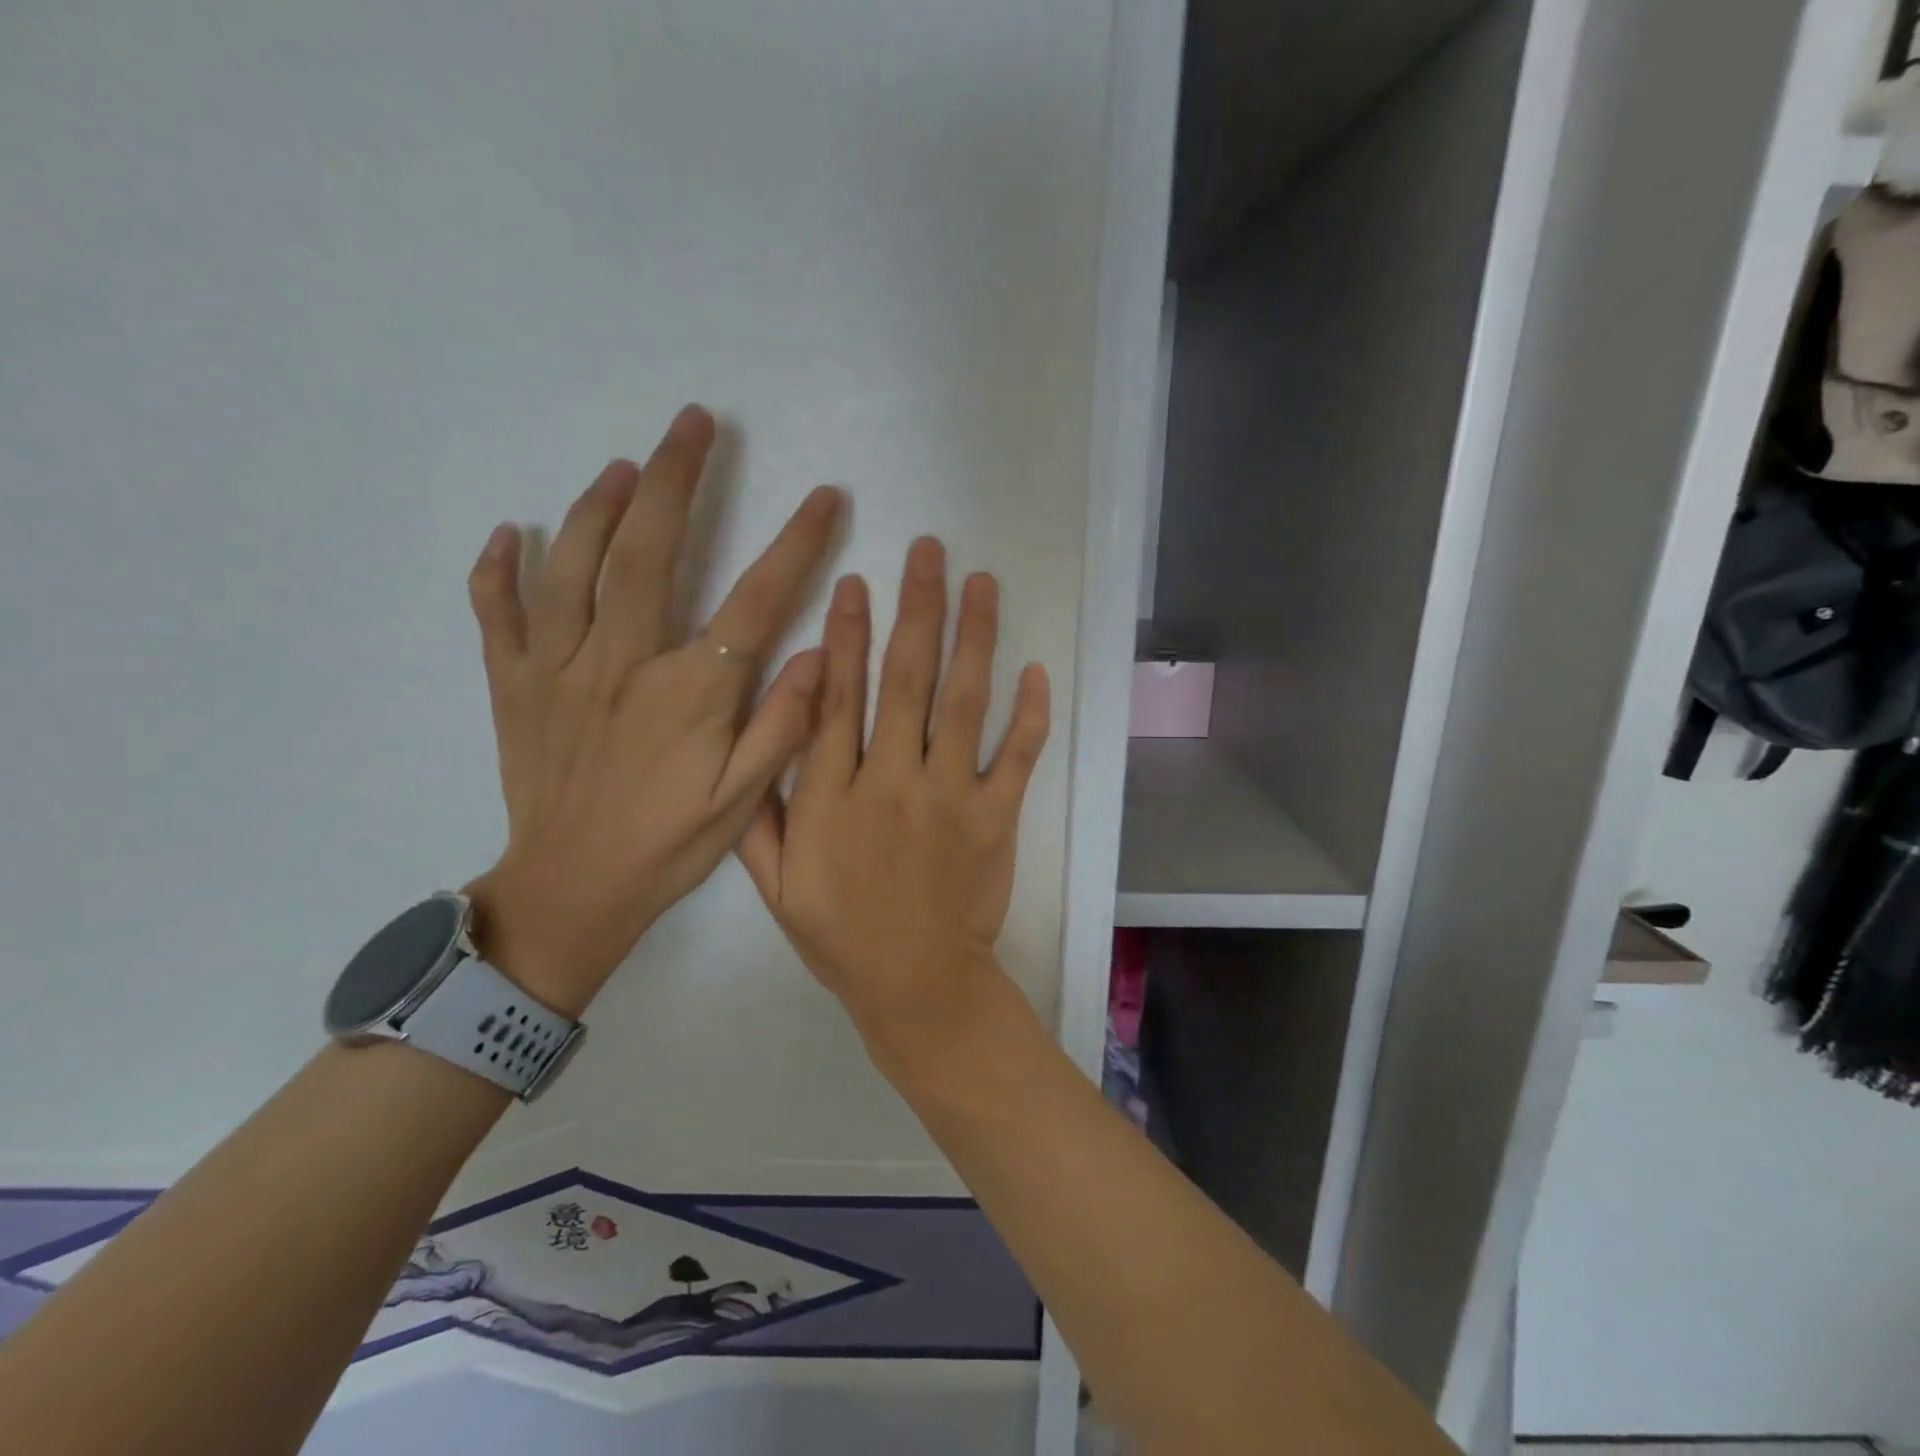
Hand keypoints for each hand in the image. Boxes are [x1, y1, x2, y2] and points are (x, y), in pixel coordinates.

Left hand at [462, 406, 841, 1015]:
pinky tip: (511, 533)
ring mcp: (558, 668)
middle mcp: (621, 662)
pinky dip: (498, 569)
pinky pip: (496, 613)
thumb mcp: (743, 802)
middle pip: (647, 549)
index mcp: (688, 692)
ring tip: (623, 465)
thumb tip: (818, 654)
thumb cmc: (666, 847)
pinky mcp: (514, 685)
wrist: (570, 893)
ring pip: (571, 564)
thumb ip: (783, 726)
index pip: (754, 598)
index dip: (795, 543)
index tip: (825, 496)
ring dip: (597, 504)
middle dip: (675, 477)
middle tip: (694, 422)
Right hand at [737, 537, 1050, 1079]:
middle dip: (915, 609)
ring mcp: (952, 797)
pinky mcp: (997, 819)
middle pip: (905, 680)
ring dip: (973, 636)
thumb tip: (757, 743)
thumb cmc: (842, 937)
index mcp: (833, 797)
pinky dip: (1030, 714)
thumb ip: (760, 816)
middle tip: (928, 551)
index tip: (854, 584)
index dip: (843, 637)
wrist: (917, 987)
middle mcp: (892, 782)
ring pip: (963, 702)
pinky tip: (1034, 668)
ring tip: (981, 582)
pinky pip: (1018, 757)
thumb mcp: (775, 887)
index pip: (836, 700)